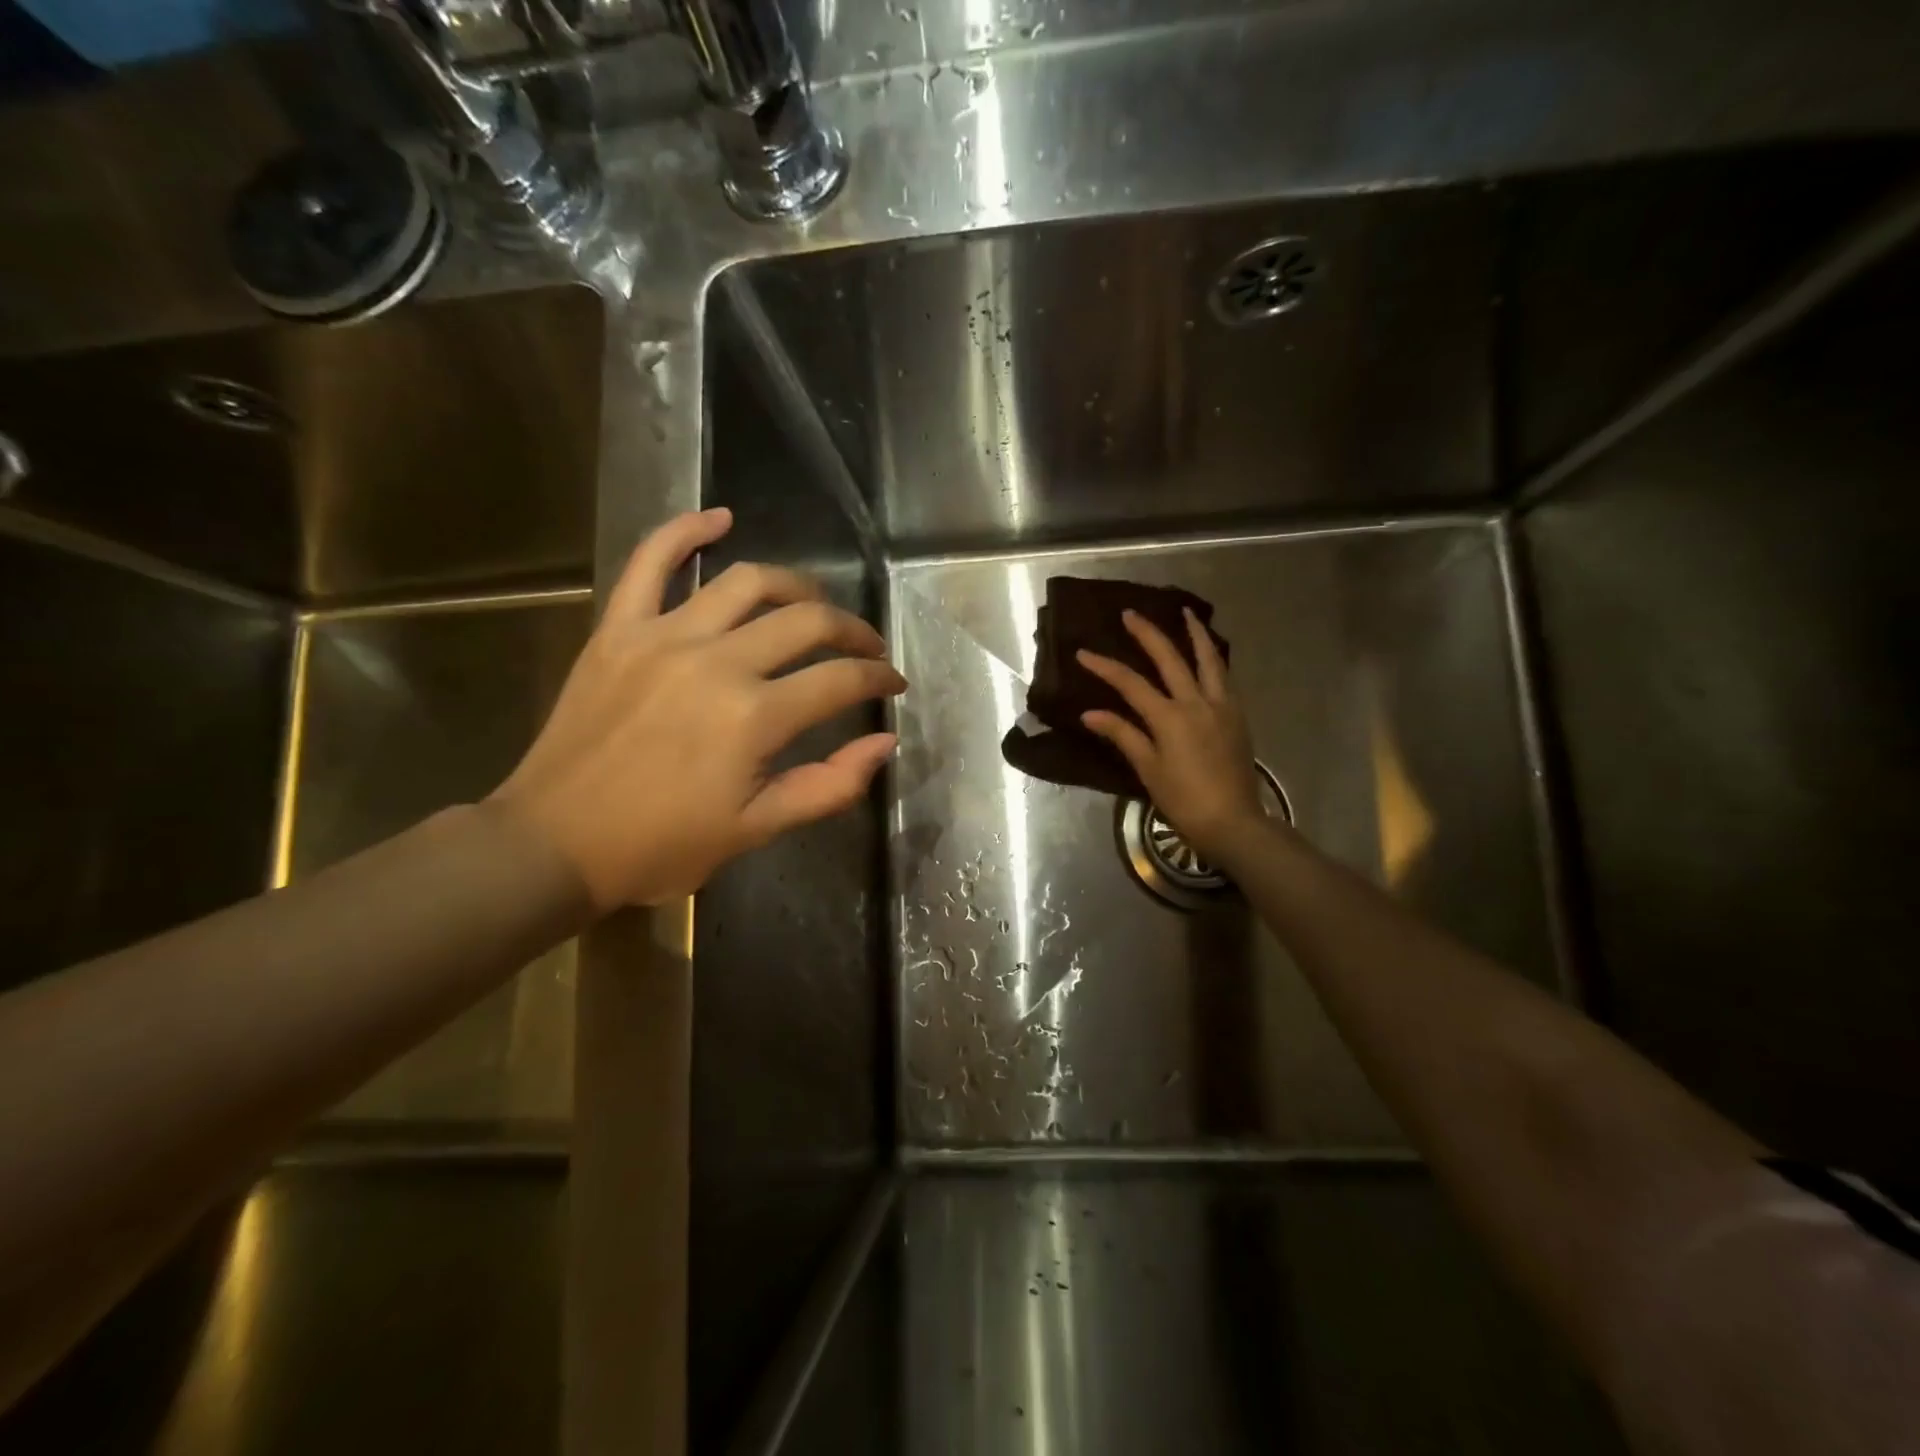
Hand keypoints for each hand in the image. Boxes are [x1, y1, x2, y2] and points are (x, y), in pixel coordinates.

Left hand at [489, 508, 906, 910]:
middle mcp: (716, 662)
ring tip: (814, 603)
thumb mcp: (756, 829)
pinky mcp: (618, 629)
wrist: (552, 844)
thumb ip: (829, 786)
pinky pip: (650, 562)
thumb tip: (884, 742)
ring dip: (796, 586)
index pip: (841, 680)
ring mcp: (663, 637)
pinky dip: (685, 532)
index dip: (878, 678)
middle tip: (866, 647)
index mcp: (753, 717)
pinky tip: (720, 519)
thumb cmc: (660, 845)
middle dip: (852, 631)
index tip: (892, 683)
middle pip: (806, 622)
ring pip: (748, 582)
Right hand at [1077, 608, 1269, 863]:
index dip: (1105, 667)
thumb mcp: (1148, 769)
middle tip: (1130, 614)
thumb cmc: (1184, 800)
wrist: (1233, 821)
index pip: (1131, 684)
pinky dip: (1213, 659)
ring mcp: (1222, 706)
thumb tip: (1090, 713)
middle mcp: (1197, 702)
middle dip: (1147, 634)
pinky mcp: (1237, 716)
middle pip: (1170, 659)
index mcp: (1170, 717)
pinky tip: (1208, 655)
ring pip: (1209, 659)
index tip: (1083, 653)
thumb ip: (1122, 735)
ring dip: (1195, 634)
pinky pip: (1224, 677)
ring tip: (1186, 613)